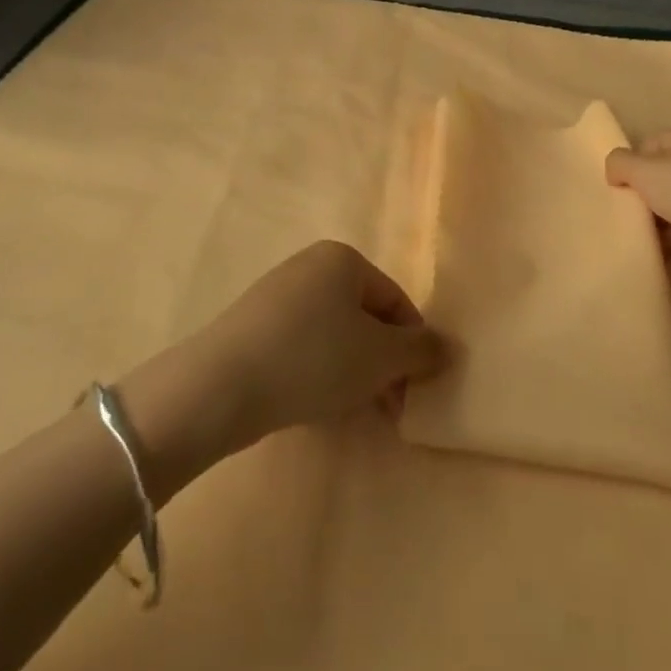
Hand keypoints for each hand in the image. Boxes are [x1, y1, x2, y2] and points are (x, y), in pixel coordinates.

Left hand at [189, 241, 447, 447]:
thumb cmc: (314, 358)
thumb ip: (420, 351)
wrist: (222, 384)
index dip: (412, 346)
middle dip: (382, 362)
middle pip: (364, 316)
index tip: (414, 390)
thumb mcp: (379, 357)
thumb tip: (449, 347)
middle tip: (389, 408)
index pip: (395, 300)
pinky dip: (318, 370)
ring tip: (354, 411)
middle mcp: (311, 265)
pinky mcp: (254, 324)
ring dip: (353, 371)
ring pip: (334, 333)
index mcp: (344, 258)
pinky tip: (315, 402)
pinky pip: (303, 344)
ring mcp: (278, 293)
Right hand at [606, 128, 670, 291]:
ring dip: (655, 216)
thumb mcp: (643, 169)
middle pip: (662, 173)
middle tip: (622, 207)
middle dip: (642, 190)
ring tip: (633, 229)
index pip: (650, 142)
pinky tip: (653, 247)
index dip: (631, 160)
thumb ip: (619, 163)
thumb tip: (613, 170)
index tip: (616, 183)